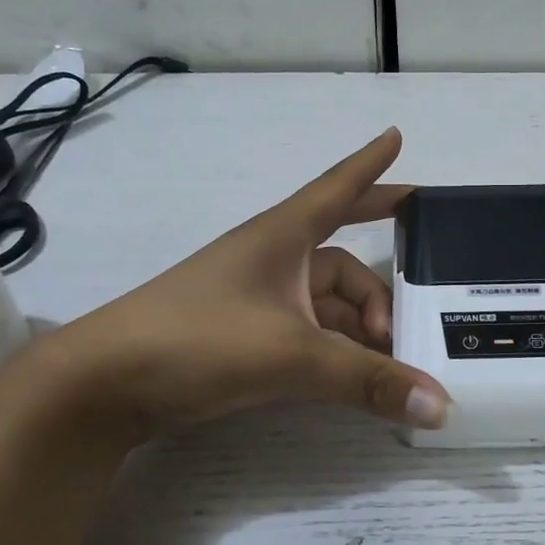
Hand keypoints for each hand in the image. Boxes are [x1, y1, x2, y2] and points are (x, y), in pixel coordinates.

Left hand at [23, 129, 449, 438]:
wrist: (103, 384)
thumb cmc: (197, 340)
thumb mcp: (291, 356)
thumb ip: (367, 381)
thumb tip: (441, 407)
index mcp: (280, 239)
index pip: (336, 190)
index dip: (370, 166)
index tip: (397, 138)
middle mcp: (271, 262)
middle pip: (343, 264)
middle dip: (380, 288)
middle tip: (417, 309)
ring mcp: (255, 302)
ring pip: (326, 307)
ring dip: (360, 330)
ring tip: (391, 361)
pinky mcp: (241, 338)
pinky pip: (307, 335)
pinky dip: (335, 352)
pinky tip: (354, 377)